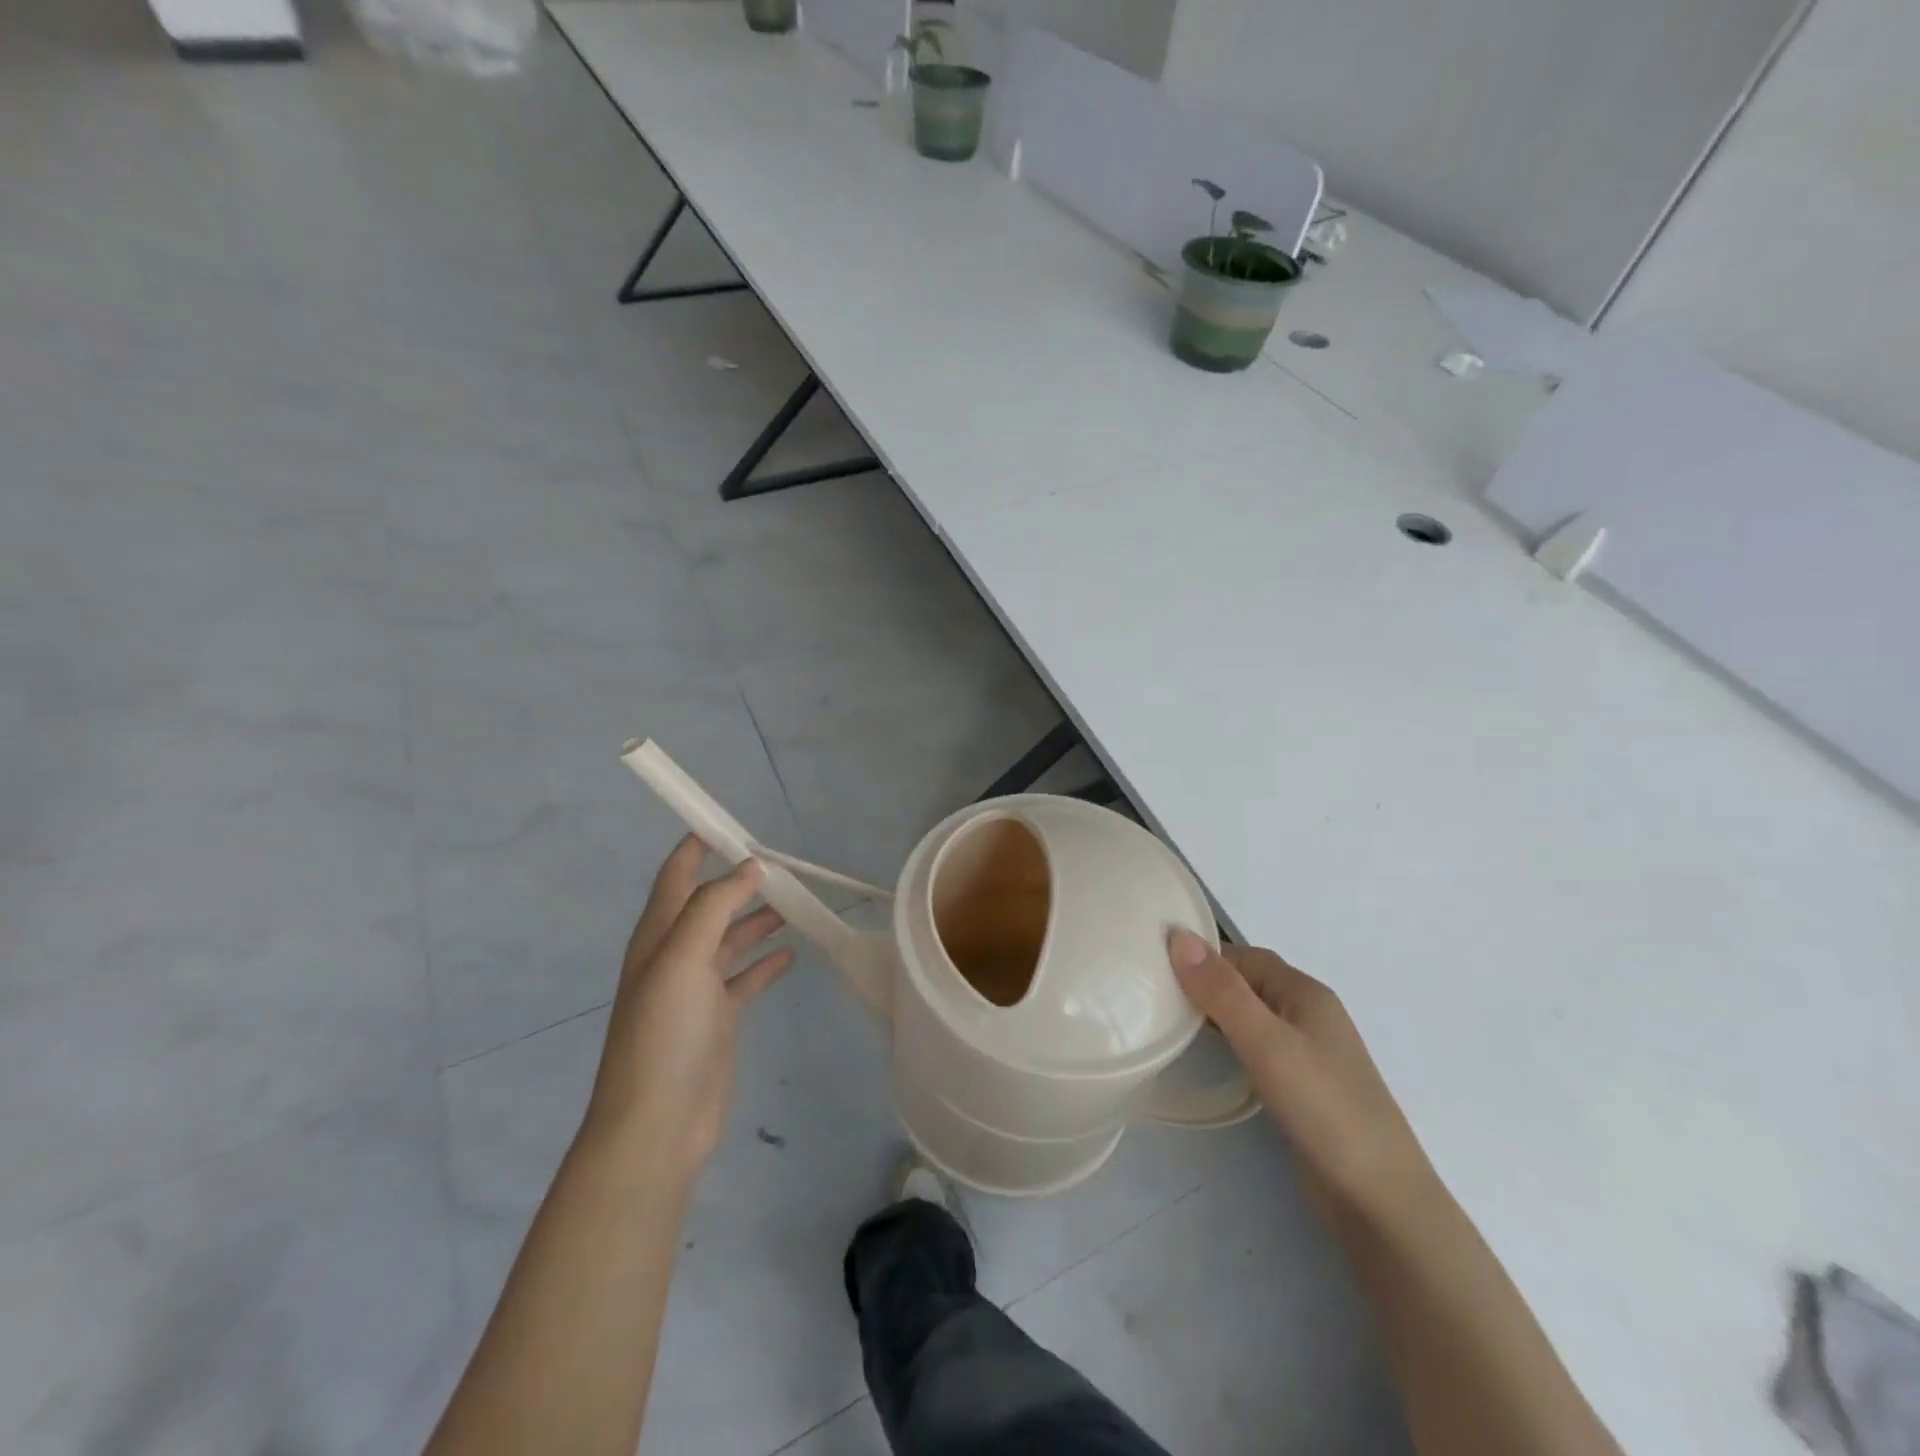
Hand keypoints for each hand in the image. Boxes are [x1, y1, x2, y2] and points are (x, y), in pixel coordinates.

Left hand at [586, 836, 794, 1175]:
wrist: (657, 1124)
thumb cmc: (663, 1034)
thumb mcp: (682, 958)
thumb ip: (714, 906)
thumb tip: (750, 867)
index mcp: (658, 936)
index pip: (676, 875)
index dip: (697, 846)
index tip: (733, 824)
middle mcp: (675, 956)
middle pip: (710, 904)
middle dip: (740, 881)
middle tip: (783, 866)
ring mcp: (698, 989)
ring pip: (732, 938)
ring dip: (758, 918)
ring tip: (796, 902)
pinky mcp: (719, 1018)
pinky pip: (746, 978)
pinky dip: (766, 962)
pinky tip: (790, 953)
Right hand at [1169, 930, 1429, 1212]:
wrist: (1380, 1201)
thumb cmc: (1324, 1109)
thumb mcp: (1266, 1043)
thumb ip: (1222, 992)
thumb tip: (1178, 935)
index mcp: (1306, 993)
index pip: (1245, 956)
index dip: (1203, 955)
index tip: (1155, 963)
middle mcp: (1309, 1014)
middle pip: (1249, 982)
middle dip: (1206, 981)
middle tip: (1155, 990)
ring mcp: (1308, 1052)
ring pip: (1251, 1015)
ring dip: (1215, 1011)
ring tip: (1169, 1018)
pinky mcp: (1302, 1086)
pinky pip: (1257, 1045)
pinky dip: (1229, 1040)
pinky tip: (1207, 1055)